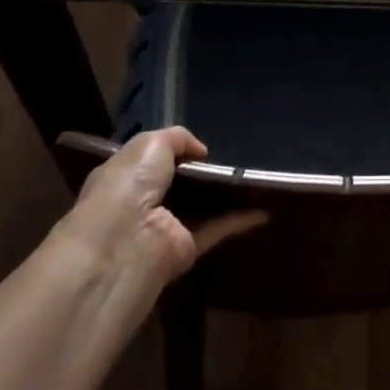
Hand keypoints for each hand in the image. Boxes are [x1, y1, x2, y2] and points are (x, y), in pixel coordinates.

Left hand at [51, 127, 264, 298]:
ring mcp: (166, 228)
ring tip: (254, 178)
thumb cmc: (128, 185)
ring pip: (200, 208)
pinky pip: (217, 230)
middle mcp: (143, 204)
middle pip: (179, 185)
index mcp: (125, 178)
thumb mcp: (150, 143)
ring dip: (224, 196)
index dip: (174, 152)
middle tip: (235, 158)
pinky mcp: (188, 250)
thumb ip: (177, 138)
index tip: (202, 146)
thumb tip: (201, 151)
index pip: (150, 162)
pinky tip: (264, 210)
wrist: (125, 242)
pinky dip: (239, 221)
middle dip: (204, 173)